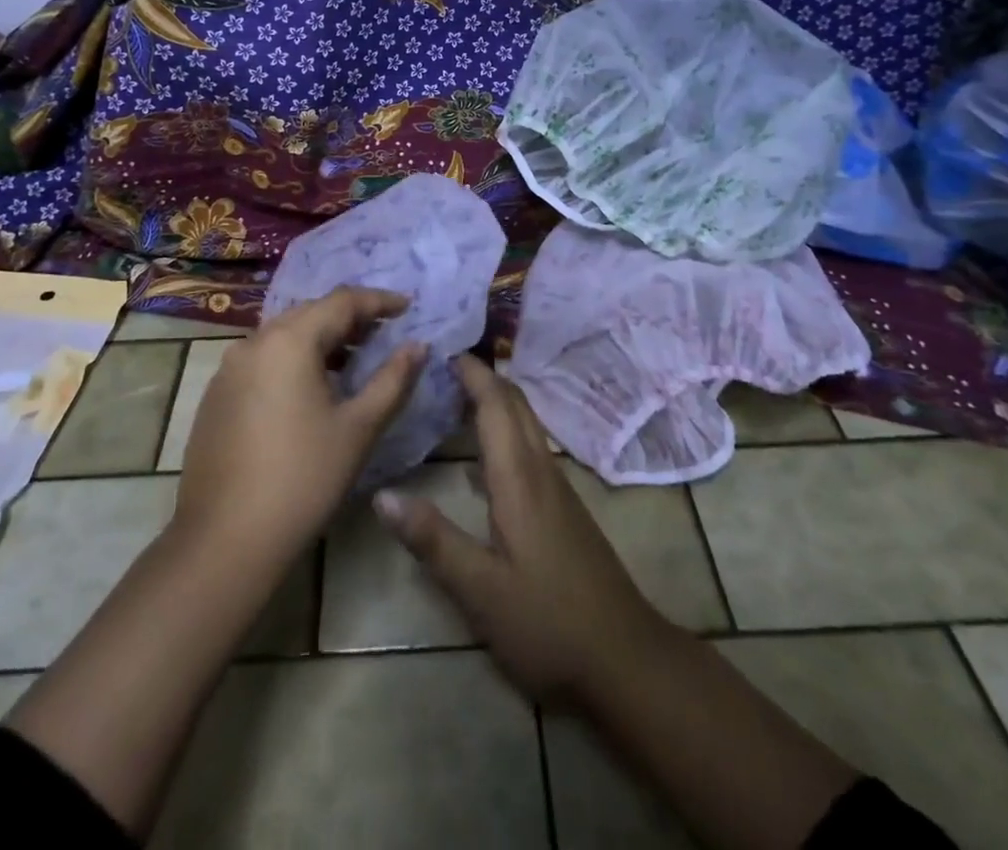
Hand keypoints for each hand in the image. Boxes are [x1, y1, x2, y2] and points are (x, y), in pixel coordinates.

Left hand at [172, 286, 425, 568]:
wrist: (225, 541)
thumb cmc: (303, 479)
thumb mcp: (359, 428)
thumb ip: (393, 380)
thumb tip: (419, 346)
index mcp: (290, 341)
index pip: (342, 302)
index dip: (379, 301)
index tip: (408, 307)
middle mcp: (254, 342)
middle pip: (310, 313)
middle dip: (350, 318)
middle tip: (383, 333)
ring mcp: (229, 369)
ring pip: (284, 336)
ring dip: (320, 340)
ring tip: (352, 361)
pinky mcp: (216, 396)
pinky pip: (263, 360)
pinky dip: (293, 361)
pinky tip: (309, 391)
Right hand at [374, 355, 667, 705]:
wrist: (626, 659)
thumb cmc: (548, 623)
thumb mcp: (480, 590)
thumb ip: (433, 540)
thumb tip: (381, 494)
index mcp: (519, 478)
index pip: (496, 405)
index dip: (473, 373)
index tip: (443, 348)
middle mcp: (541, 471)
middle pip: (516, 406)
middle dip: (485, 377)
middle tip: (444, 364)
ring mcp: (558, 489)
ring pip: (526, 426)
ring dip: (496, 402)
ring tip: (457, 396)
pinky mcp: (564, 510)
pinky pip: (530, 449)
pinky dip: (505, 431)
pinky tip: (484, 458)